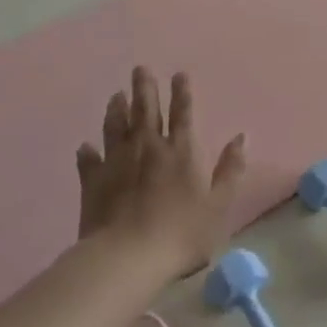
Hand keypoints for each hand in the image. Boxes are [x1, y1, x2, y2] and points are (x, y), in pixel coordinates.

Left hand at [76, 67, 247, 275]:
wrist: (127, 257)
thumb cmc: (181, 233)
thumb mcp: (219, 205)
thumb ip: (230, 170)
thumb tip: (241, 137)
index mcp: (181, 152)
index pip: (183, 114)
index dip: (182, 92)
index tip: (178, 73)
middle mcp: (148, 148)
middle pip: (146, 111)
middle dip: (145, 88)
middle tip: (140, 69)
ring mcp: (117, 162)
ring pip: (116, 127)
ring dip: (117, 109)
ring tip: (116, 95)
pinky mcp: (94, 181)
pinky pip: (89, 160)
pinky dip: (88, 151)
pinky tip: (85, 146)